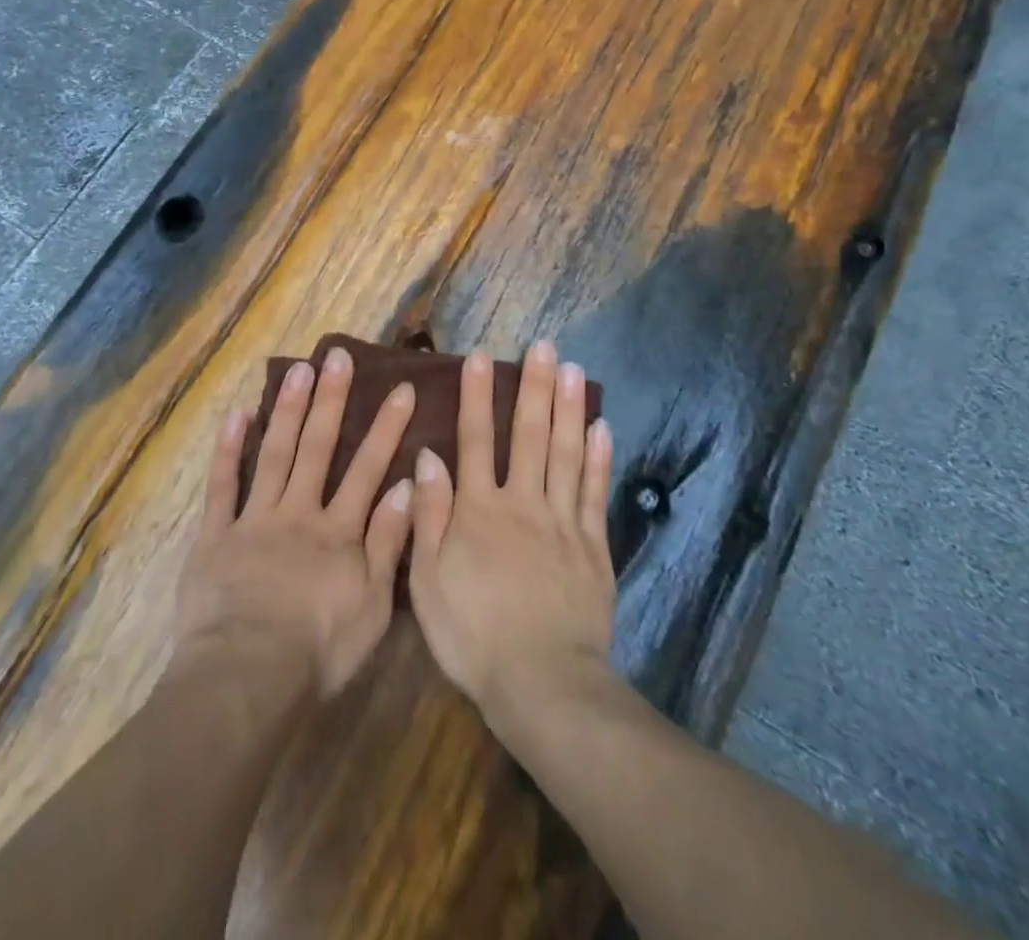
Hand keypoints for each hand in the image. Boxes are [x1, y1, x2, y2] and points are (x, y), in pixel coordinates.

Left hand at [174, 347, 416, 698]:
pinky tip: (236, 415)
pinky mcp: (216, 536)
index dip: (386, 428)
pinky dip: (228, 450)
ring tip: (299, 370)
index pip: (368, 470)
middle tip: (339, 356)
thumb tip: (408, 486)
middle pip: (318, 448)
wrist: (247, 675)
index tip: (400, 388)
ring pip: (274, 455)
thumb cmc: (318, 649)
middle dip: (332, 401)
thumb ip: (388, 543)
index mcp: (338, 532)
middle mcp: (298, 513)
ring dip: (288, 411)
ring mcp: (254, 520)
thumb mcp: (372, 605)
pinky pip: (222, 487)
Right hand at [408, 340, 615, 721]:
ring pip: (565, 453)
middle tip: (544, 345)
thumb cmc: (473, 634)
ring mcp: (563, 522)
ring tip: (574, 369)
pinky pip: (595, 492)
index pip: (475, 440)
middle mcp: (522, 502)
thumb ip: (429, 516)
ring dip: (569, 408)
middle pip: (529, 435)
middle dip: (534, 386)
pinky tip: (601, 428)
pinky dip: (598, 458)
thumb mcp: (428, 581)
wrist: (542, 683)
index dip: (476, 396)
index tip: (480, 357)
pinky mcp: (593, 546)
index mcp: (479, 510)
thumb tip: (428, 457)